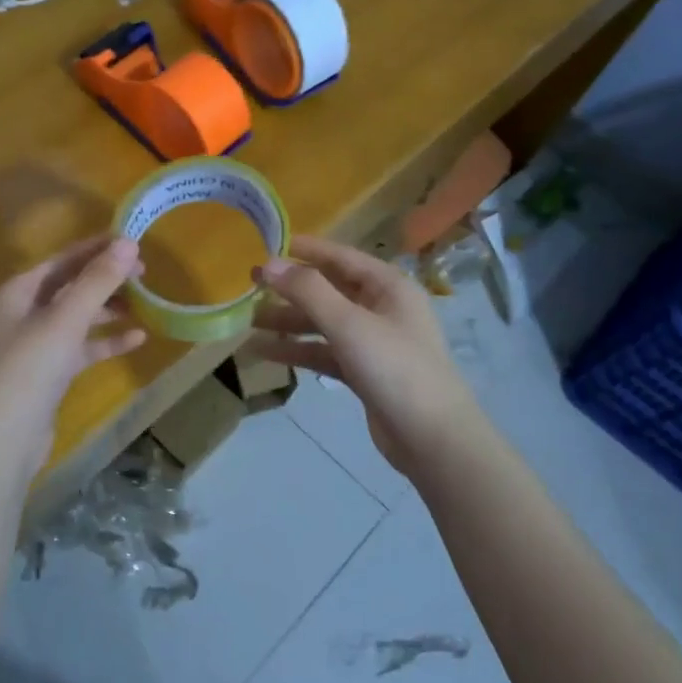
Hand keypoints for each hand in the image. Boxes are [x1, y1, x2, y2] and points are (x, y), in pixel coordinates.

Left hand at [0, 237, 147, 482]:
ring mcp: (35, 345)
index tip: (133, 241)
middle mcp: (22, 313)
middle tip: (144, 274)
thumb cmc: (29, 367)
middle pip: (70, 287)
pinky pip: (81, 348)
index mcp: (17, 292)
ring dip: (108, 310)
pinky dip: (105, 342)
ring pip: (77, 318)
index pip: (62, 261)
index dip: (96, 249)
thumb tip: (127, 244)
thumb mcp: (65, 319)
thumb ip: (97, 281)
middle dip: (106, 279)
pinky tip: (137, 339)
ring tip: (144, 304)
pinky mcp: (48, 373)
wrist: (3, 438)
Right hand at [248, 235, 480, 475]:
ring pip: (324, 323)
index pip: (341, 257)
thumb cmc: (394, 368)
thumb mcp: (349, 324)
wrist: (431, 438)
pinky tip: (266, 352)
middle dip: (291, 289)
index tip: (269, 245)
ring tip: (249, 322)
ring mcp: (373, 342)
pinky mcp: (363, 371)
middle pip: (329, 290)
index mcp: (388, 286)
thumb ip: (308, 291)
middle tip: (250, 286)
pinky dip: (298, 350)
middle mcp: (382, 308)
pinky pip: (325, 352)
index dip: (306, 250)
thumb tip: (269, 264)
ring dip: (290, 322)